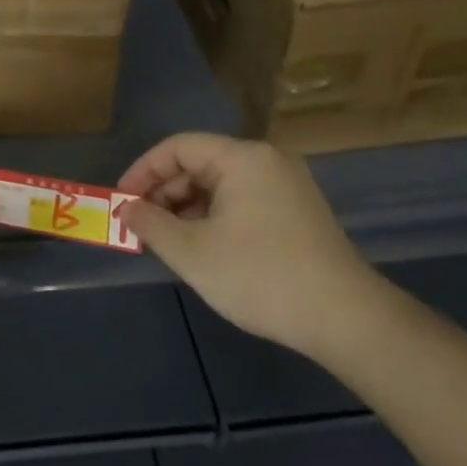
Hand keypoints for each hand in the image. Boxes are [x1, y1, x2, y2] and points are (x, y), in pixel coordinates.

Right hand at [116, 132, 378, 356]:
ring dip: (187, 208)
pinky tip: (203, 248)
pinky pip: (242, 200)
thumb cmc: (260, 276)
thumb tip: (127, 209)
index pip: (178, 147)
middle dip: (164, 193)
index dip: (143, 171)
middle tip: (141, 227)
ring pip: (220, 185)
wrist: (345, 318)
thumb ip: (151, 224)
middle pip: (200, 163)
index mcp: (242, 158)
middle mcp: (266, 161)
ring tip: (168, 242)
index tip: (121, 202)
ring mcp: (287, 186)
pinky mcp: (298, 211)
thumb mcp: (192, 252)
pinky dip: (215, 217)